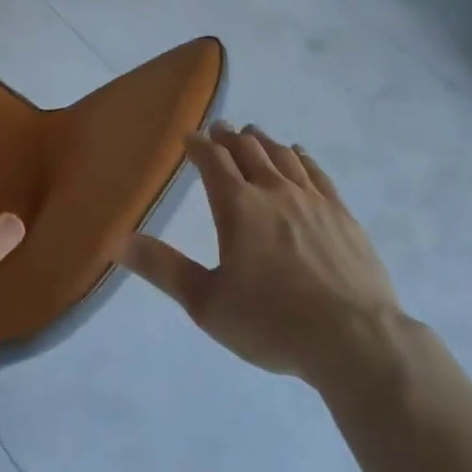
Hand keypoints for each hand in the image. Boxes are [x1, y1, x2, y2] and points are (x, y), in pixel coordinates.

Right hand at [120, 122, 404, 386]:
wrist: (355, 341)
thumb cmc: (272, 323)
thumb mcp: (206, 303)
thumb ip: (162, 267)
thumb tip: (117, 239)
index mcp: (237, 206)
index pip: (212, 160)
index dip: (199, 144)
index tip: (190, 137)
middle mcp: (273, 190)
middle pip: (248, 150)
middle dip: (229, 137)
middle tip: (220, 130)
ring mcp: (312, 199)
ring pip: (282, 155)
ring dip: (263, 141)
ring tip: (253, 135)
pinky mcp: (342, 214)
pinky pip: (316, 172)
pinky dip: (301, 157)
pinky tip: (298, 155)